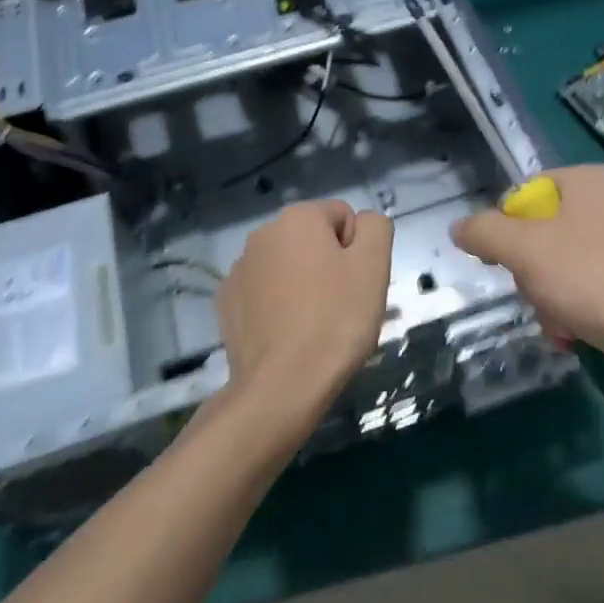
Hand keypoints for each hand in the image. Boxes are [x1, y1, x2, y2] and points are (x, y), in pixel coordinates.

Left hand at [217, 200, 393, 433]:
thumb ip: (375, 228)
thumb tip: (363, 224)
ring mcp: (239, 269)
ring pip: (289, 267)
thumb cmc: (336, 320)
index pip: (344, 217)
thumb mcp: (374, 265)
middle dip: (330, 265)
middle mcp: (262, 234)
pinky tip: (288, 334)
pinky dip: (279, 306)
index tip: (357, 284)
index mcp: (298, 218)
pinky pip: (265, 293)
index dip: (358, 250)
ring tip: (315, 323)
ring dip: (304, 284)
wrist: (282, 385)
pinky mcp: (228, 303)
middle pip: (314, 240)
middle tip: (342, 305)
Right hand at [450, 165, 603, 379]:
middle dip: (533, 269)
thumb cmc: (589, 279)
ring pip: (569, 262)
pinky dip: (581, 306)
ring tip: (559, 322)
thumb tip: (459, 227)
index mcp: (592, 180)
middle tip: (534, 294)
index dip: (509, 226)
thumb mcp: (522, 250)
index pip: (529, 192)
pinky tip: (579, 332)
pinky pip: (598, 283)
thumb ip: (484, 232)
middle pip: (548, 231)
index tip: (505, 261)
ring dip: (553, 295)